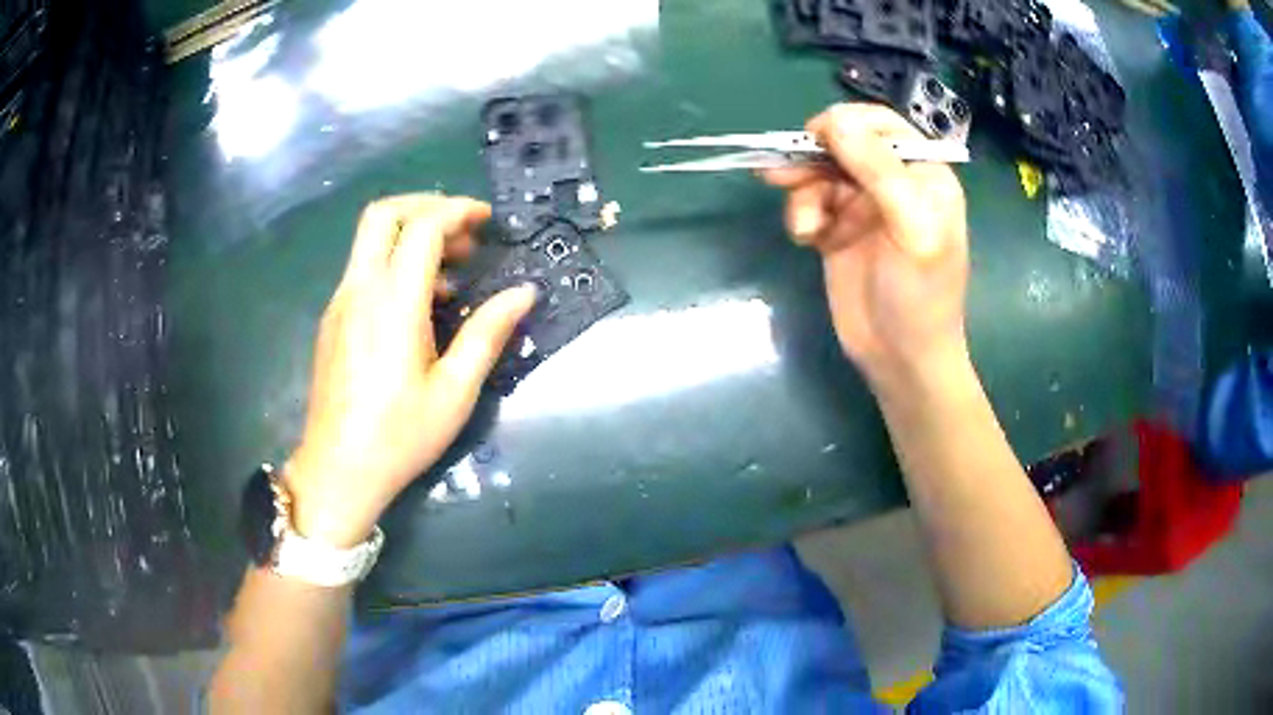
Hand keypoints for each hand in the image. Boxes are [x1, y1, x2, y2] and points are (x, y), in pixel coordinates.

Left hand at [285, 194, 535, 546]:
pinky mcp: (332, 319)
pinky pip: (363, 268)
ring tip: (451, 271)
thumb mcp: (454, 392)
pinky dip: (394, 262)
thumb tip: (524, 292)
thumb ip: (488, 333)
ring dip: (411, 235)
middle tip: (465, 232)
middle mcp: (360, 289)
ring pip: (370, 239)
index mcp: (393, 303)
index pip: (422, 226)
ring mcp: (340, 302)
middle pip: (384, 213)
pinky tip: (419, 305)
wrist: (338, 470)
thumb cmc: (399, 436)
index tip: (488, 221)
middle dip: (428, 206)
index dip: (458, 212)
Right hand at [760, 103, 968, 390]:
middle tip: (784, 174)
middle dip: (814, 156)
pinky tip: (807, 239)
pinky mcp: (836, 229)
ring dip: (803, 190)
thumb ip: (878, 169)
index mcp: (923, 173)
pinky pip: (808, 202)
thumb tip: (834, 121)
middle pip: (844, 143)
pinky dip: (801, 215)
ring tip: (804, 226)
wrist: (900, 359)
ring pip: (820, 171)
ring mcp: (862, 205)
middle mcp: (892, 181)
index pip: (882, 124)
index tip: (817, 137)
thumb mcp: (911, 227)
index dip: (848, 123)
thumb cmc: (920, 294)